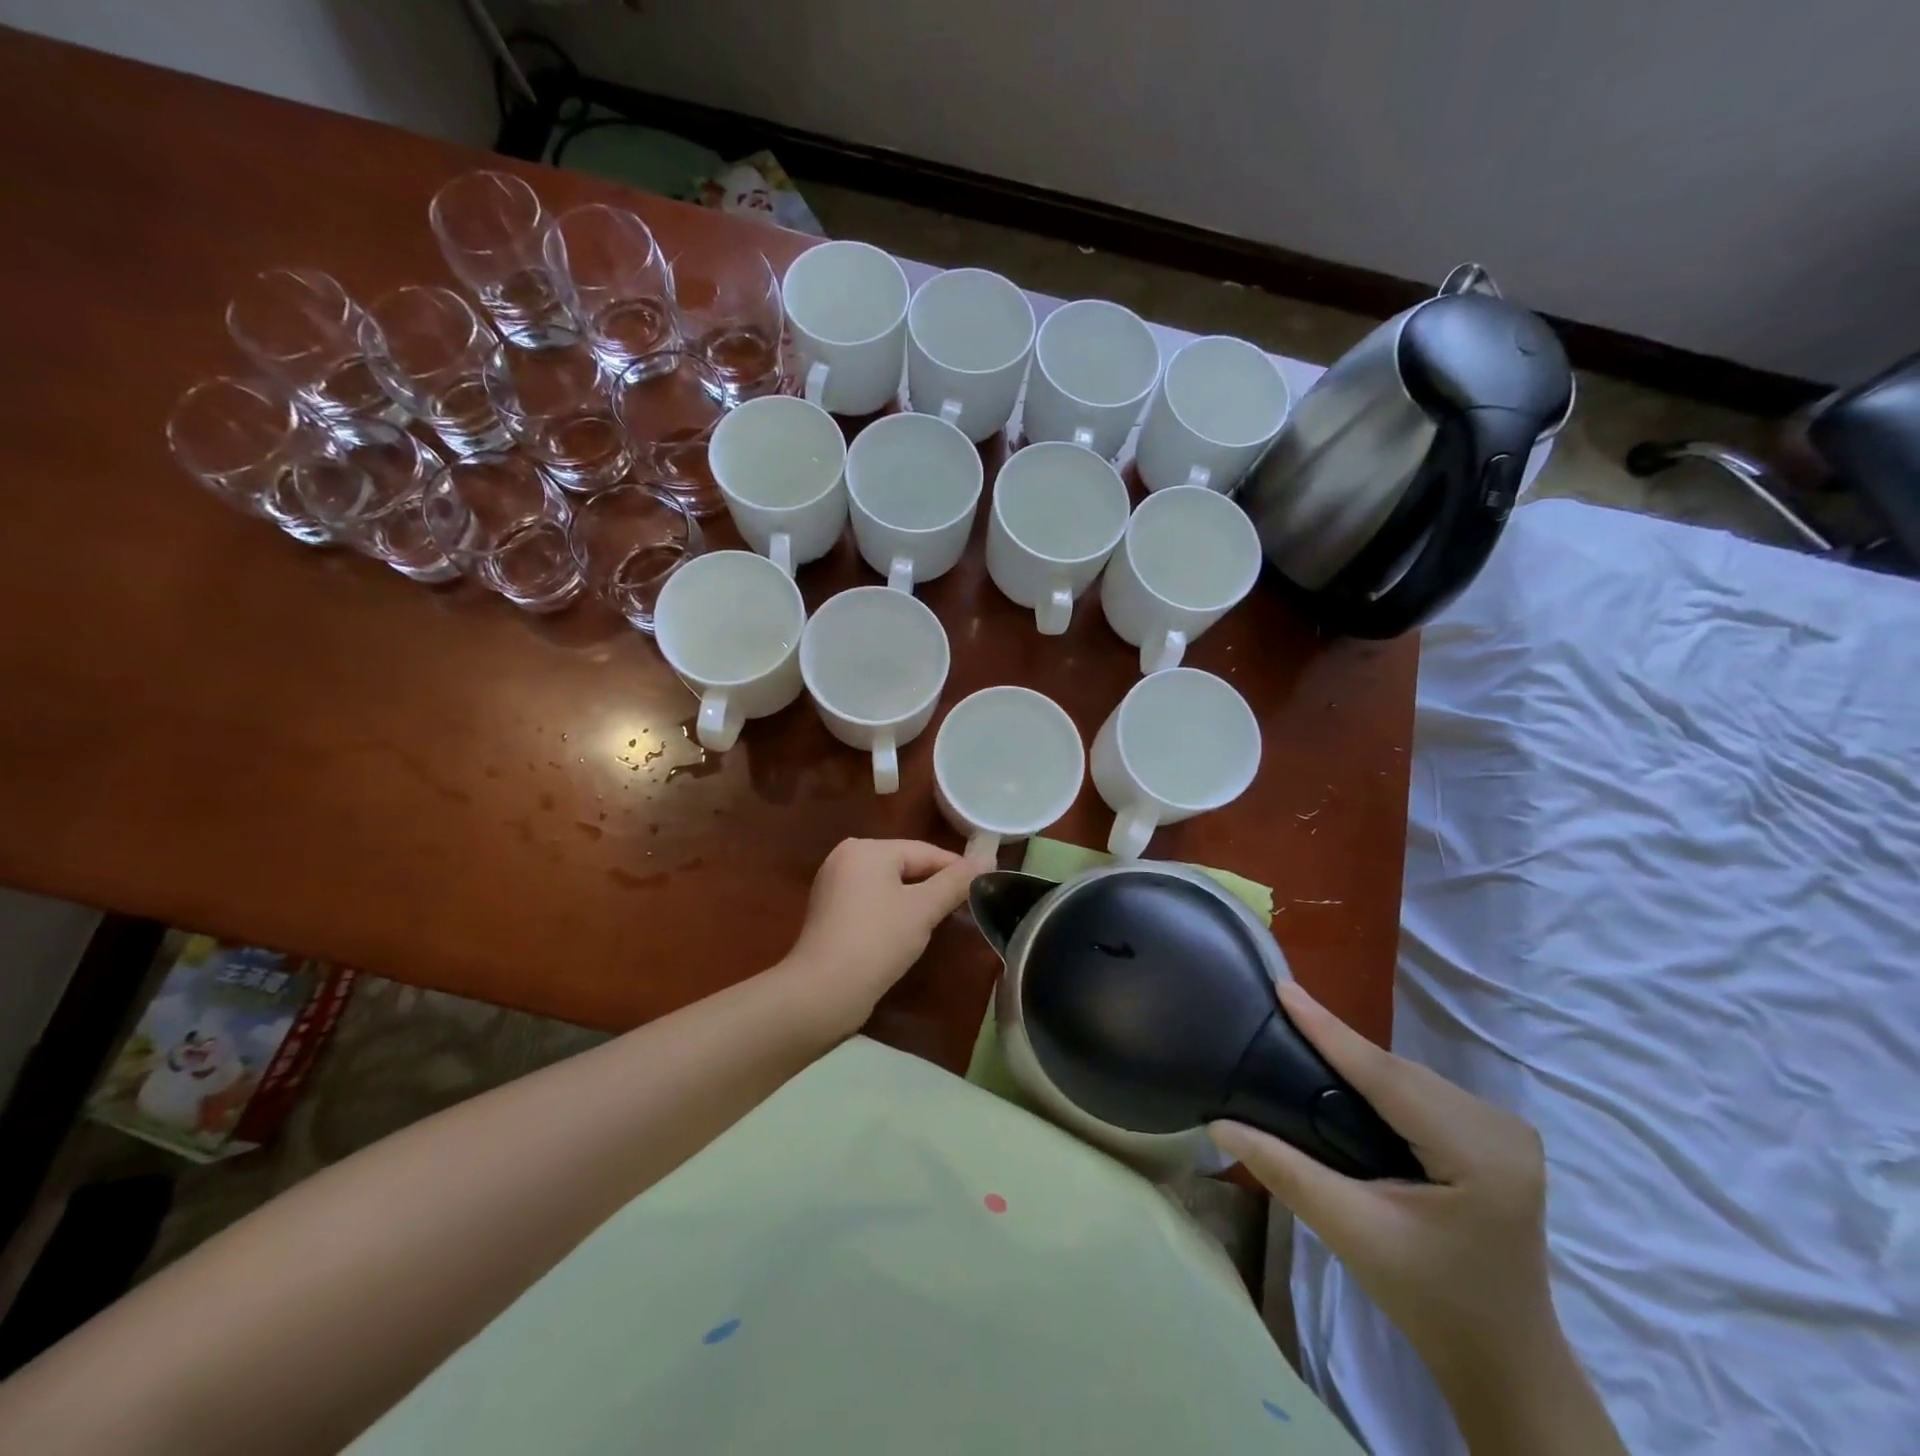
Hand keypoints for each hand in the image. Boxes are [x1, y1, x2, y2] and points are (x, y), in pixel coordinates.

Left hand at [779, 839, 983, 1035]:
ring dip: (915, 900)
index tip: (984, 886)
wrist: (822, 993)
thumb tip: (987, 859)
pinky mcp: (829, 912)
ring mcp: (833, 885)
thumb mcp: (923, 909)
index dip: (957, 868)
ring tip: (941, 922)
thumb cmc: (877, 941)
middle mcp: (845, 858)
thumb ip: (956, 882)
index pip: (924, 851)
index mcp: (866, 848)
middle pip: (905, 865)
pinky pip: (872, 902)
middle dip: (935, 885)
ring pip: (890, 885)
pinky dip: (893, 911)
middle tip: (965, 907)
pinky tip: (907, 933)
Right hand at [1210, 981, 1556, 1386]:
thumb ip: (1284, 1170)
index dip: (1329, 1030)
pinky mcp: (1497, 1135)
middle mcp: (1502, 1129)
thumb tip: (1219, 1125)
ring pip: (1410, 1075)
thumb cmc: (1428, 1299)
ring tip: (1301, 1038)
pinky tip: (1348, 1078)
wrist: (1501, 1357)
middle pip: (1400, 1072)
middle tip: (1278, 1013)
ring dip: (1359, 1061)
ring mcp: (1506, 1130)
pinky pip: (1422, 1090)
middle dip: (1339, 1044)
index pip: (1387, 1076)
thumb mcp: (1351, 1232)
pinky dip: (1380, 1079)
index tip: (1283, 988)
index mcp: (1479, 1155)